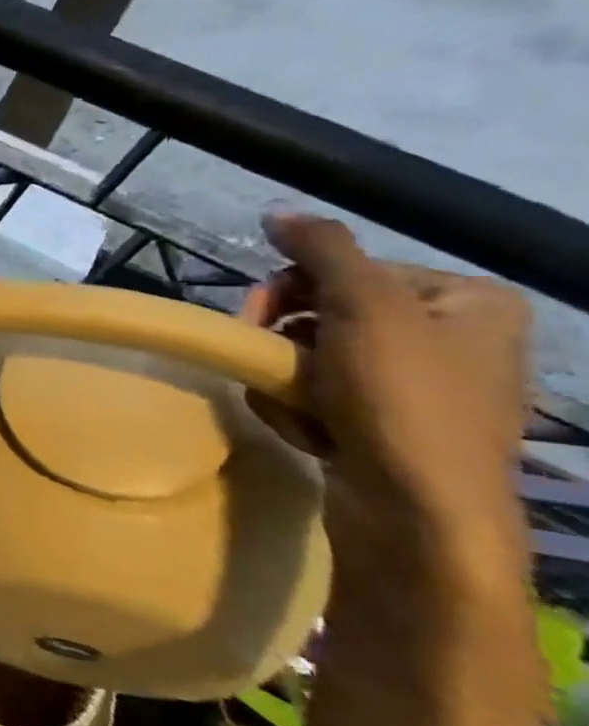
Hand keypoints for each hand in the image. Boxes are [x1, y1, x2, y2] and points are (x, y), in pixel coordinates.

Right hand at [242, 213, 529, 574]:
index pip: (348, 269)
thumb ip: (323, 250)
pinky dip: (300, 408)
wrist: (418, 514)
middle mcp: (453, 338)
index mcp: (468, 301)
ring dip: (285, 378)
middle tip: (263, 360)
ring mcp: (422, 387)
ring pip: (315, 356)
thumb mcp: (363, 307)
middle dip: (284, 339)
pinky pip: (323, 396)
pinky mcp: (390, 427)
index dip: (292, 288)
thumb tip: (278, 211)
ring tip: (292, 406)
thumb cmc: (402, 400)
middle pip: (327, 311)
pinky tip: (306, 429)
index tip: (256, 317)